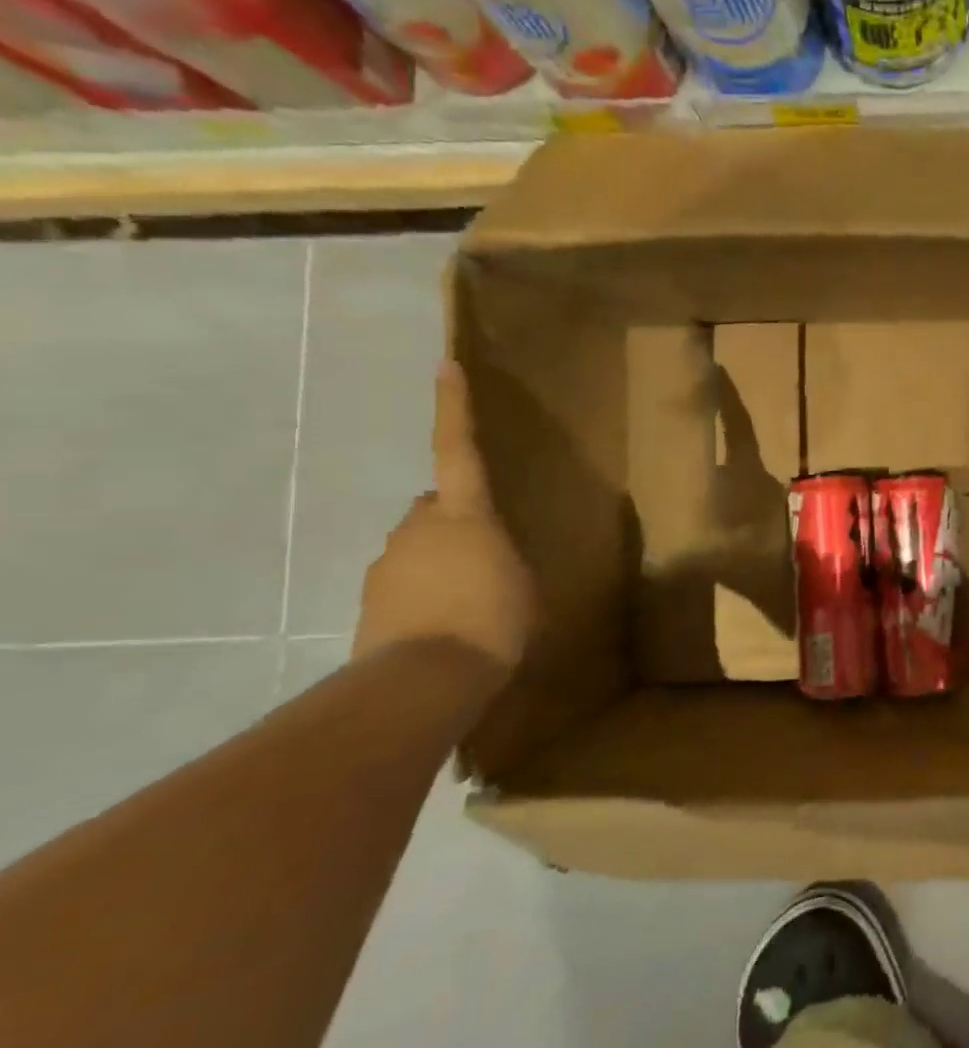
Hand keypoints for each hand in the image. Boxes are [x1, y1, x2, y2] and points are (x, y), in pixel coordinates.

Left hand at [353, 363, 534, 680]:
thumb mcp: (522, 582)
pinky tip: (446, 624)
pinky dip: (423, 594)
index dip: (453, 407)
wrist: (422, 682)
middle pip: (434, 507)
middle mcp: (417, 528)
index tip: (444, 365)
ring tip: (470, 601)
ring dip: (441, 562)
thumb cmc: (492, 620)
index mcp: (463, 515)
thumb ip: (502, 555)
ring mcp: (386, 565)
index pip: (456, 449)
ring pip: (418, 547)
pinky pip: (404, 584)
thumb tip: (483, 551)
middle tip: (485, 550)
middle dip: (454, 519)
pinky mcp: (369, 602)